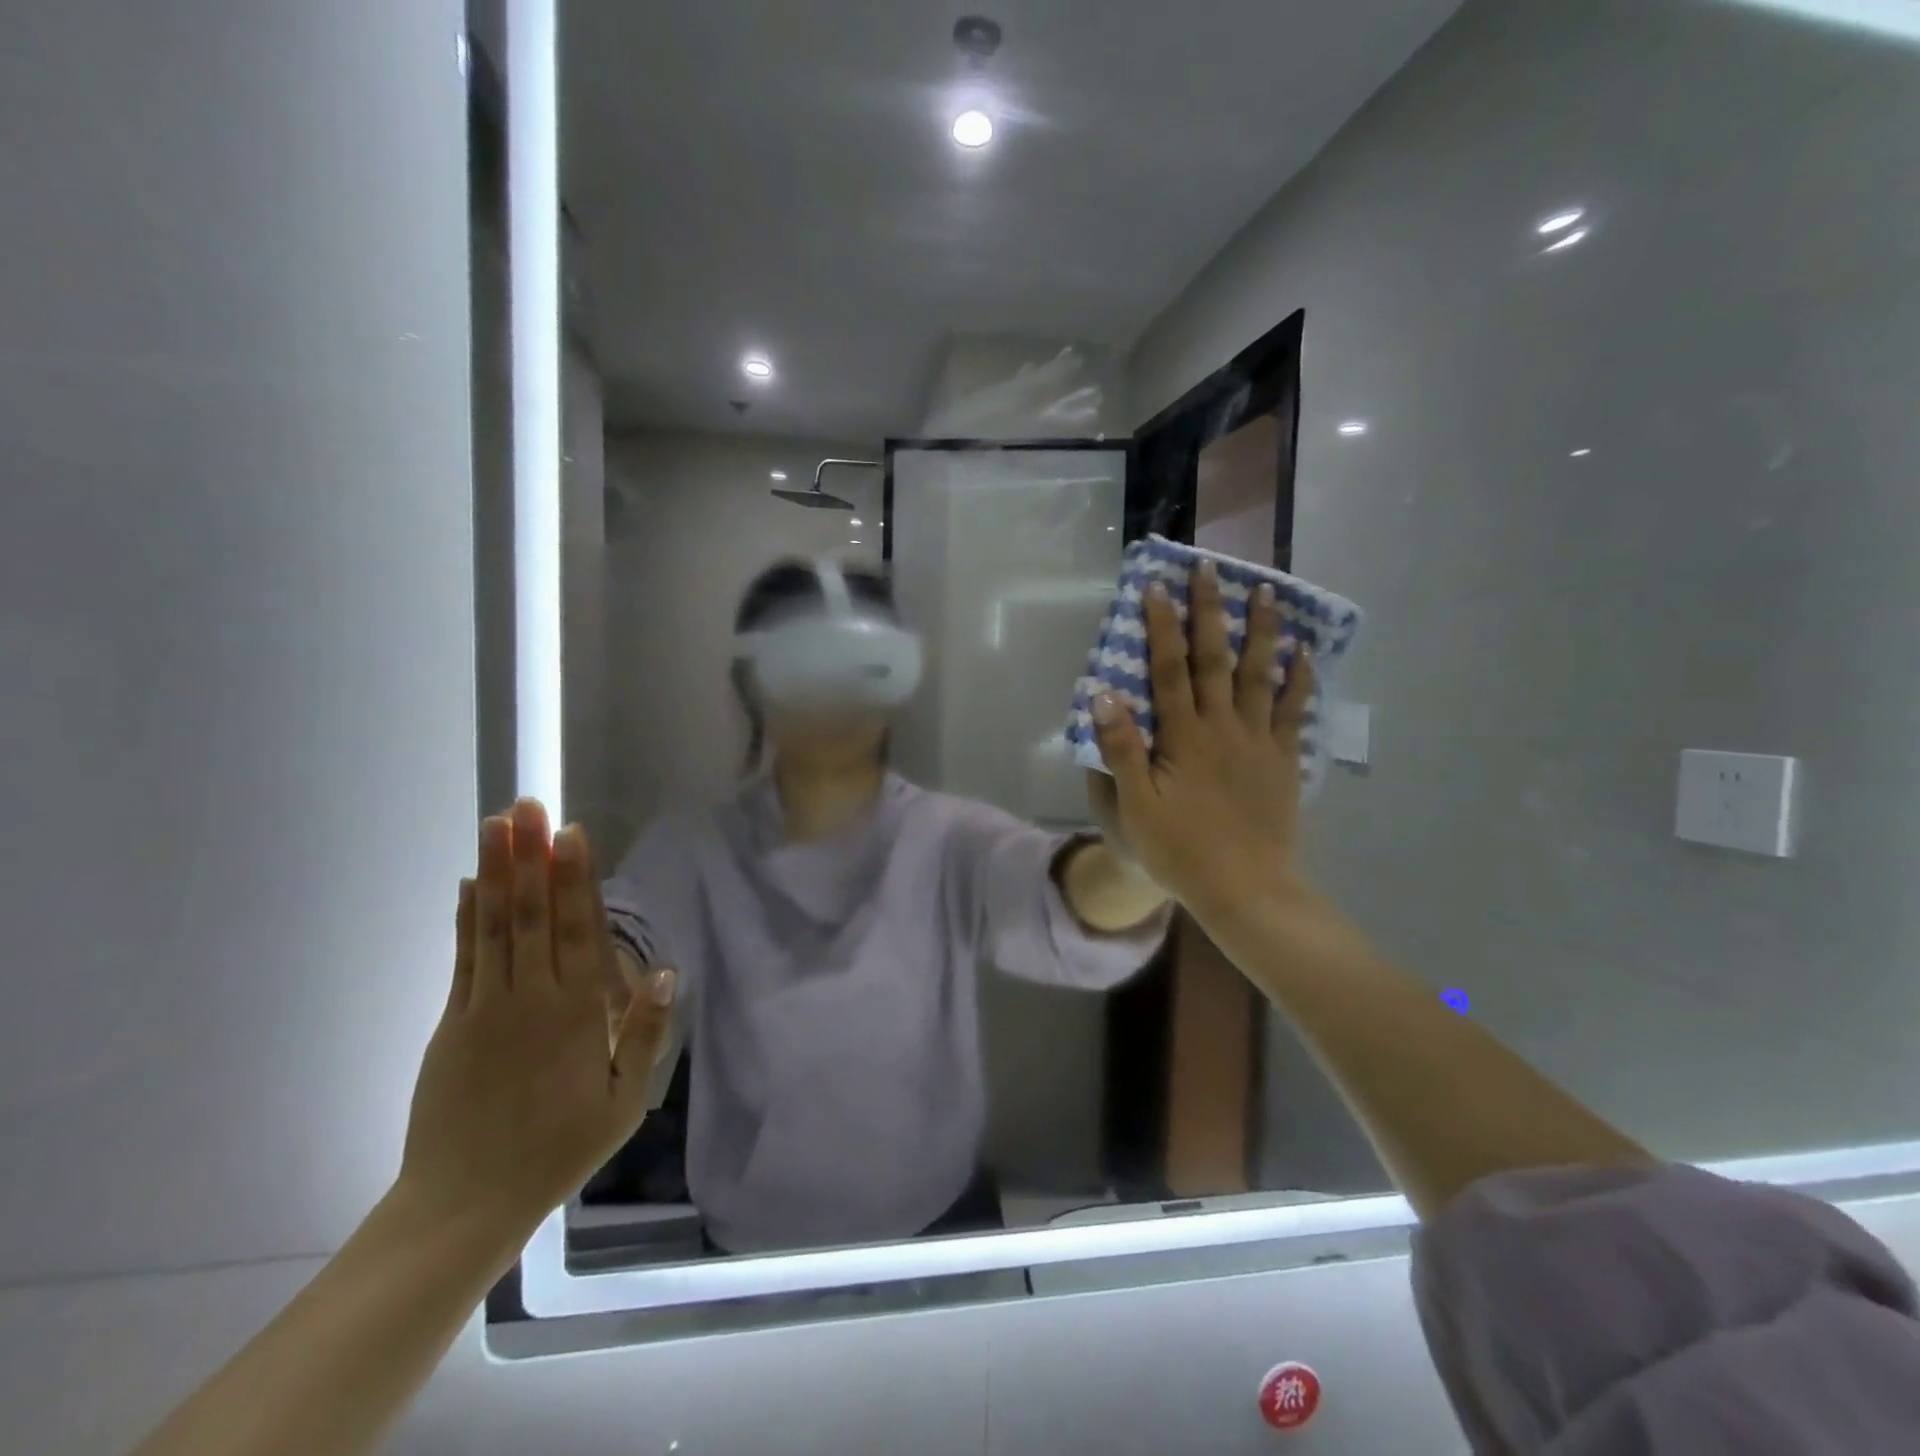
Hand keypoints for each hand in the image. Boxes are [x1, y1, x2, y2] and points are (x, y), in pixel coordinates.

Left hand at [397, 800, 675, 1239]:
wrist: (465, 1203)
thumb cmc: (559, 1148)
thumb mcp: (624, 1100)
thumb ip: (645, 1032)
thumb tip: (665, 969)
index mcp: (577, 1014)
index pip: (579, 931)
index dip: (574, 879)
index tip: (569, 834)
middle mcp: (532, 998)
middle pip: (534, 915)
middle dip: (531, 857)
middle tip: (527, 806)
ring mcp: (486, 1008)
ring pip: (496, 927)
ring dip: (497, 872)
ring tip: (495, 826)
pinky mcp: (453, 1024)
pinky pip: (464, 959)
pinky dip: (468, 918)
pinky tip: (471, 884)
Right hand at [1089, 562, 1315, 923]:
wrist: (1246, 889)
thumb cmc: (1180, 849)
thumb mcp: (1136, 805)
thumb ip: (1122, 748)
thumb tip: (1104, 694)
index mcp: (1183, 736)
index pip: (1169, 669)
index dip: (1161, 626)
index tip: (1157, 587)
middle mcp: (1223, 726)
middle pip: (1215, 658)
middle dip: (1210, 611)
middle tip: (1210, 568)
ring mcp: (1258, 741)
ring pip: (1259, 674)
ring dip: (1261, 630)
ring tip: (1265, 591)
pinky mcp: (1282, 760)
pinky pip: (1293, 710)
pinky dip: (1298, 678)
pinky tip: (1302, 652)